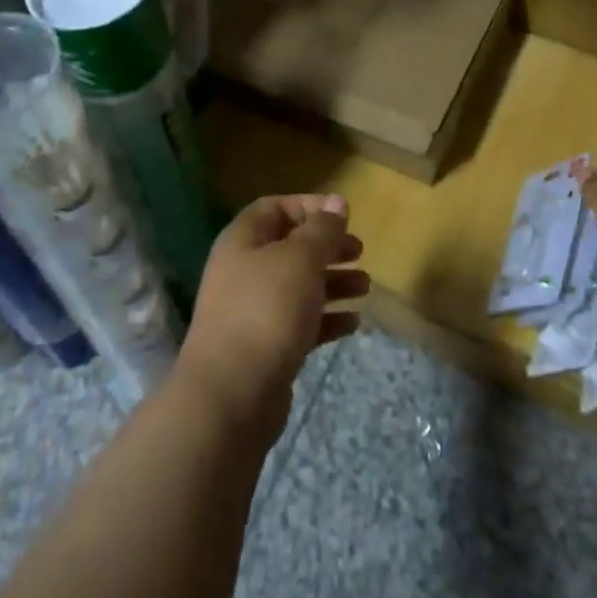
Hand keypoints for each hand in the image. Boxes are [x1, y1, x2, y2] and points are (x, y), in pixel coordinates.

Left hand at [176, 193, 369, 441]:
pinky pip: (300, 323)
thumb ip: (322, 229)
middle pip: (290, 248)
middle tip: (359, 251)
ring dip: (333, 282)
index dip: (308, 206)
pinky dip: (326, 319)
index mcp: (243, 241)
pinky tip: (353, 323)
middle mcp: (244, 271)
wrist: (232, 395)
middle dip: (327, 247)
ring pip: (298, 286)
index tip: (343, 216)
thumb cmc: (266, 310)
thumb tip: (337, 202)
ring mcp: (253, 312)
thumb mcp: (300, 259)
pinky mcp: (266, 348)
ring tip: (365, 287)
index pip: (274, 208)